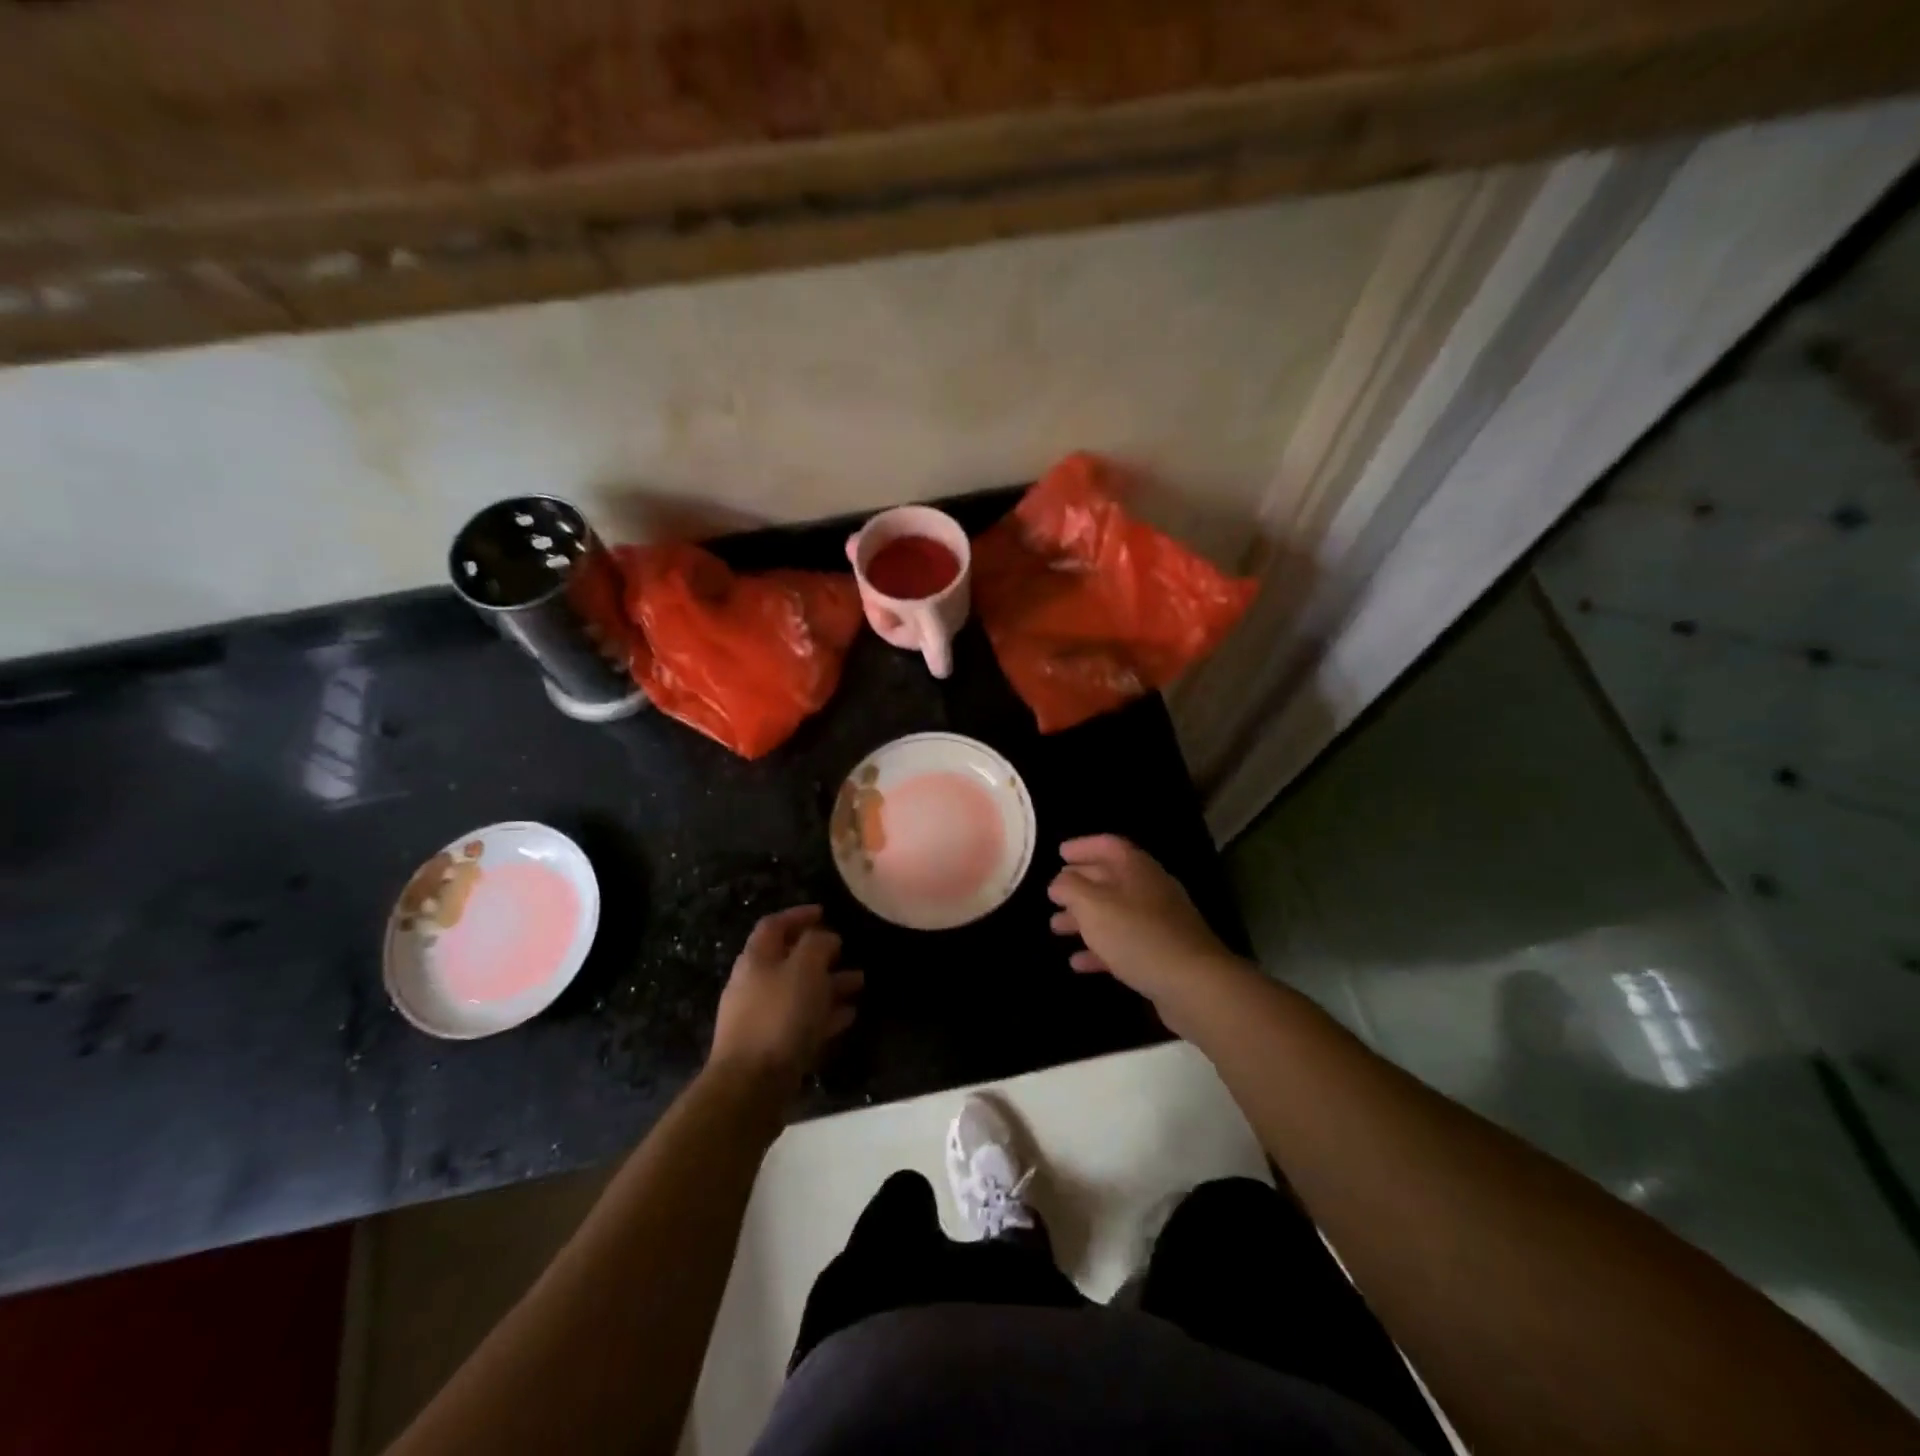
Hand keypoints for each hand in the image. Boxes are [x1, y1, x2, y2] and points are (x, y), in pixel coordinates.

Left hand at [709, 906, 862, 1102]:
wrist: (751, 1087)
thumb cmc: (779, 1017)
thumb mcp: (805, 969)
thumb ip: (817, 945)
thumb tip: (826, 938)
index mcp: (756, 959)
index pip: (774, 925)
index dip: (798, 915)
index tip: (825, 912)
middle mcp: (754, 985)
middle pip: (788, 959)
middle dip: (820, 953)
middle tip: (847, 950)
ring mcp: (761, 1018)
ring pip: (799, 991)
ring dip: (829, 984)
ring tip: (860, 982)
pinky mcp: (771, 1049)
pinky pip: (802, 1022)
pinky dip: (825, 1014)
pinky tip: (848, 1016)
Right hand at [1048, 835, 1241, 1035]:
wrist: (1193, 984)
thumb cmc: (1137, 935)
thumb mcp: (1093, 905)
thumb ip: (1071, 888)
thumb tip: (1060, 880)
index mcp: (1136, 868)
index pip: (1108, 845)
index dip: (1083, 846)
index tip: (1059, 853)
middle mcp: (1150, 889)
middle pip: (1110, 878)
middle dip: (1079, 885)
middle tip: (1052, 895)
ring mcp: (1158, 923)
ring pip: (1115, 912)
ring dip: (1084, 918)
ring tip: (1056, 927)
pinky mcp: (1161, 953)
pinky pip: (1124, 943)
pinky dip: (1100, 949)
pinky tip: (1078, 962)